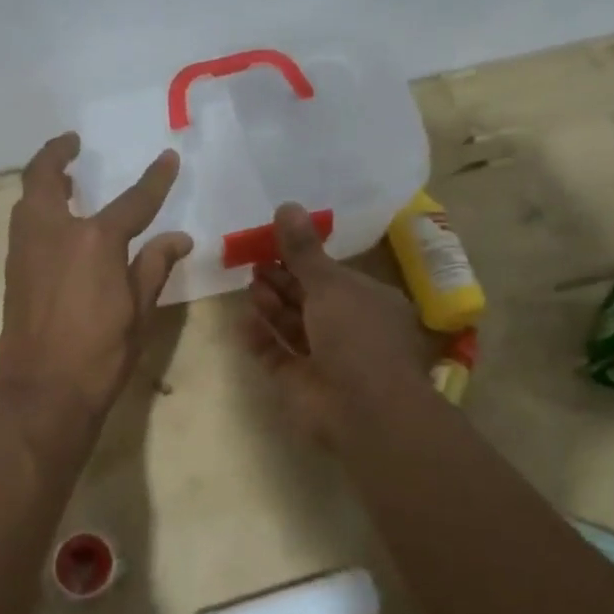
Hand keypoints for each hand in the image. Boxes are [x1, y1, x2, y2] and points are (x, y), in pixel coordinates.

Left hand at [0, 133, 192, 428]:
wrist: (41, 393)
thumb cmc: (100, 354)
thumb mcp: (139, 311)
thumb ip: (155, 266)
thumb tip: (178, 238)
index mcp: (94, 240)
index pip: (133, 200)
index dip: (155, 179)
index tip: (168, 158)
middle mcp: (54, 233)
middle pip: (44, 177)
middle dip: (57, 153)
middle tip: (72, 143)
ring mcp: (26, 250)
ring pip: (27, 199)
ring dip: (42, 179)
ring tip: (63, 177)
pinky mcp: (14, 270)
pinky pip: (23, 223)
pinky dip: (35, 207)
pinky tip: (54, 221)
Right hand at [247, 203, 435, 445]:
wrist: (363, 409)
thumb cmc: (357, 335)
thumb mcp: (330, 283)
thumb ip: (303, 249)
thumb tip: (286, 204)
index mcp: (369, 302)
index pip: (334, 276)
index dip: (305, 260)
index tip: (274, 243)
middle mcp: (350, 330)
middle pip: (309, 300)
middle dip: (283, 282)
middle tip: (255, 263)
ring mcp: (326, 360)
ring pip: (293, 327)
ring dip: (272, 307)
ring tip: (251, 288)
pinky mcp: (301, 385)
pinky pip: (277, 357)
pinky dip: (261, 340)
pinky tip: (243, 322)